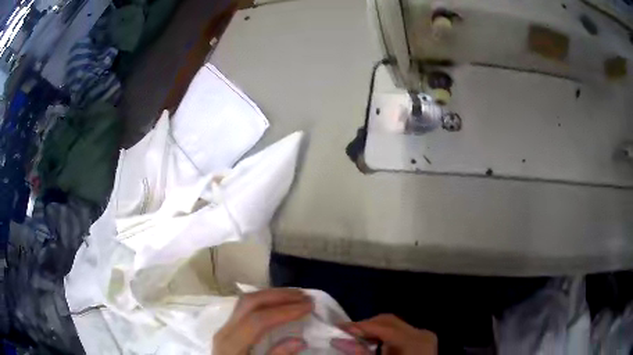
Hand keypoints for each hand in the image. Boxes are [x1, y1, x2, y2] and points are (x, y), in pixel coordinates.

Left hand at [213, 288, 312, 354]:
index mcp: (232, 345)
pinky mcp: (228, 328)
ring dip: (272, 295)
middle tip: (304, 296)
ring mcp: (225, 327)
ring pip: (246, 301)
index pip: (258, 320)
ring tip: (295, 296)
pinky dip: (264, 301)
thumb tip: (300, 340)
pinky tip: (278, 303)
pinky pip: (245, 307)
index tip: (308, 307)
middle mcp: (225, 330)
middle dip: (279, 296)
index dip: (284, 311)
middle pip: (249, 303)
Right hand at [331, 314, 437, 354]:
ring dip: (375, 330)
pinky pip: (401, 332)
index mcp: (413, 341)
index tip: (338, 326)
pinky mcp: (423, 340)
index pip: (382, 327)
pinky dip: (385, 336)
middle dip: (366, 326)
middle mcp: (421, 333)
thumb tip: (338, 340)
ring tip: (358, 338)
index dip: (359, 326)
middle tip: (346, 333)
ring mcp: (424, 336)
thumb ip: (361, 353)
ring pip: (394, 325)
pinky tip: (374, 343)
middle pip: (389, 321)